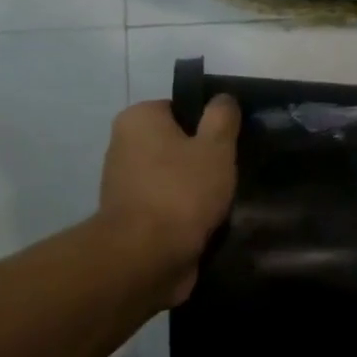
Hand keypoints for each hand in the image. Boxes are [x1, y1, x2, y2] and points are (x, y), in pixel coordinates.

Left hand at [98, 96, 240, 304]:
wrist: (146, 258)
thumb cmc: (182, 191)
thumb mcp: (216, 147)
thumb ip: (222, 117)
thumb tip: (222, 99)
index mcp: (139, 120)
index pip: (181, 108)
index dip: (210, 123)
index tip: (232, 142)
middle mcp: (124, 145)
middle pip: (177, 143)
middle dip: (203, 157)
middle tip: (232, 171)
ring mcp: (124, 184)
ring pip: (174, 176)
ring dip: (197, 187)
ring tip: (224, 200)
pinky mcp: (131, 217)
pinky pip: (168, 204)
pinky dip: (186, 211)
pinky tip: (208, 221)